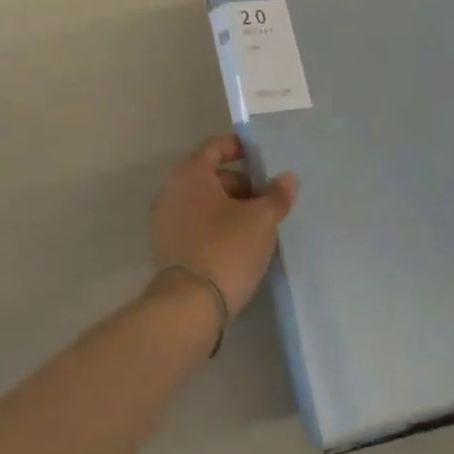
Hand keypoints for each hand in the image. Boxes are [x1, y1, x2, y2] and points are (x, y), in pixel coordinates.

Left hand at [149, 136, 298, 315]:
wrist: (189, 306)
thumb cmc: (226, 248)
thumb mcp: (261, 219)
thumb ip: (276, 195)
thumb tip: (288, 178)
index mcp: (190, 173)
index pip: (215, 147)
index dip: (240, 148)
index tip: (263, 159)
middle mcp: (171, 190)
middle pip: (210, 176)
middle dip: (241, 184)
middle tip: (267, 200)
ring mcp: (165, 221)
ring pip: (203, 203)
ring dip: (229, 208)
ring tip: (257, 225)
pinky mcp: (167, 248)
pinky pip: (195, 225)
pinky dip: (215, 227)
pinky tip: (238, 245)